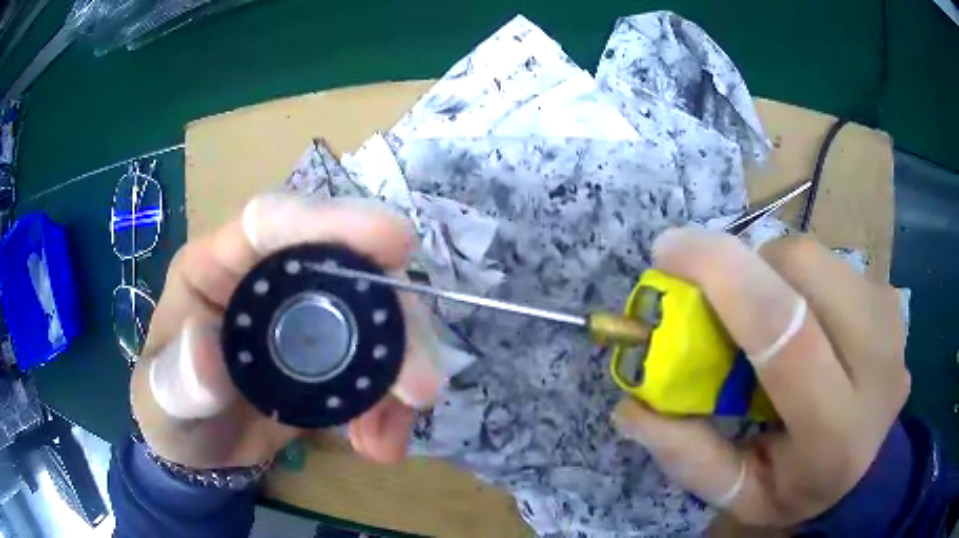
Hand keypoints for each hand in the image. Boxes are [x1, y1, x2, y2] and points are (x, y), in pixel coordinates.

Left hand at [131, 193, 440, 468]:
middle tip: (418, 385)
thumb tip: (207, 349)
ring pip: (376, 317)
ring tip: (388, 437)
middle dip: (392, 319)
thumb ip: (176, 380)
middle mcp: (270, 278)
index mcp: (218, 265)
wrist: (200, 452)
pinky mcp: (331, 357)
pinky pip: (378, 365)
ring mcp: (306, 316)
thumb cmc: (169, 412)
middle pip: (347, 266)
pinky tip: (379, 443)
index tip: (394, 240)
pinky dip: (391, 405)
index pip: (272, 221)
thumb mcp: (160, 401)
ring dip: (399, 372)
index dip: (330, 221)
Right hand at [611, 229, 908, 526]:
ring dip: (773, 273)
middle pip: (803, 269)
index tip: (669, 250)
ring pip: (815, 256)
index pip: (787, 334)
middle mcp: (877, 365)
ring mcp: (891, 322)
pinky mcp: (890, 298)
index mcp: (836, 431)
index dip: (724, 276)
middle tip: (724, 304)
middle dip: (747, 268)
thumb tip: (631, 403)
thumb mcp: (738, 494)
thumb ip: (687, 456)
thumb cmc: (800, 488)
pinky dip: (800, 278)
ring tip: (769, 319)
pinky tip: (805, 320)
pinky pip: (832, 261)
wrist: (868, 468)